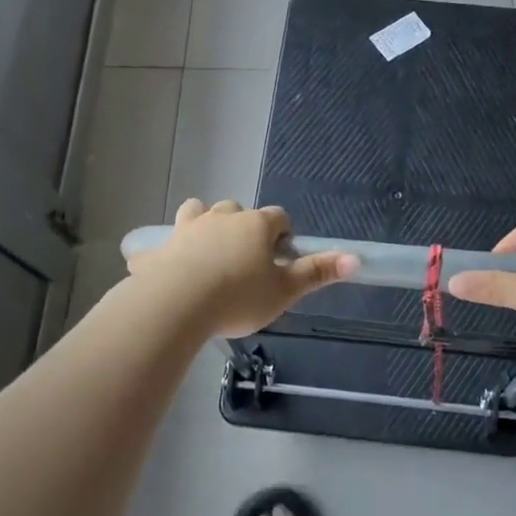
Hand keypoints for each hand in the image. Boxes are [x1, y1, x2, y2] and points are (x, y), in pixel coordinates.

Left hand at [125, 199, 356, 337]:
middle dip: (244, 228)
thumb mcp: (284, 291)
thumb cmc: (238, 297)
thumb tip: (356, 258)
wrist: (176, 305)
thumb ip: (317, 273)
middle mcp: (222, 217)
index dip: (283, 235)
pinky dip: (167, 252)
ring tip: (209, 255)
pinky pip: (163, 243)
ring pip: (198, 212)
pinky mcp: (159, 248)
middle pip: (237, 211)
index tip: (280, 259)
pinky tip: (167, 269)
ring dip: (205, 225)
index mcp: (256, 225)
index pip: (278, 217)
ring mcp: (187, 229)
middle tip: (246, 262)